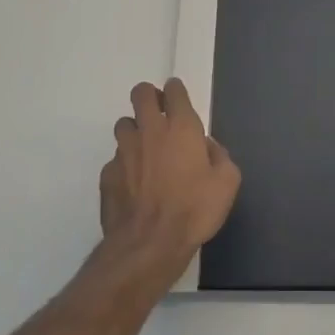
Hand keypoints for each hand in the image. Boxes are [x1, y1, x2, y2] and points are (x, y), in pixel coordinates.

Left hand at [99, 80, 240, 275]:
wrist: (149, 245)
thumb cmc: (194, 210)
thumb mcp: (227, 183)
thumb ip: (220, 156)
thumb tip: (206, 147)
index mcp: (181, 127)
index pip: (174, 90)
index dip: (176, 91)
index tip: (178, 101)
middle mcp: (149, 131)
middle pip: (140, 94)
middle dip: (149, 97)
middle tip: (158, 114)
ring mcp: (124, 151)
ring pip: (124, 124)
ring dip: (135, 130)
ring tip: (145, 150)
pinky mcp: (107, 174)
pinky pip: (115, 159)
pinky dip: (125, 165)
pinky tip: (134, 184)